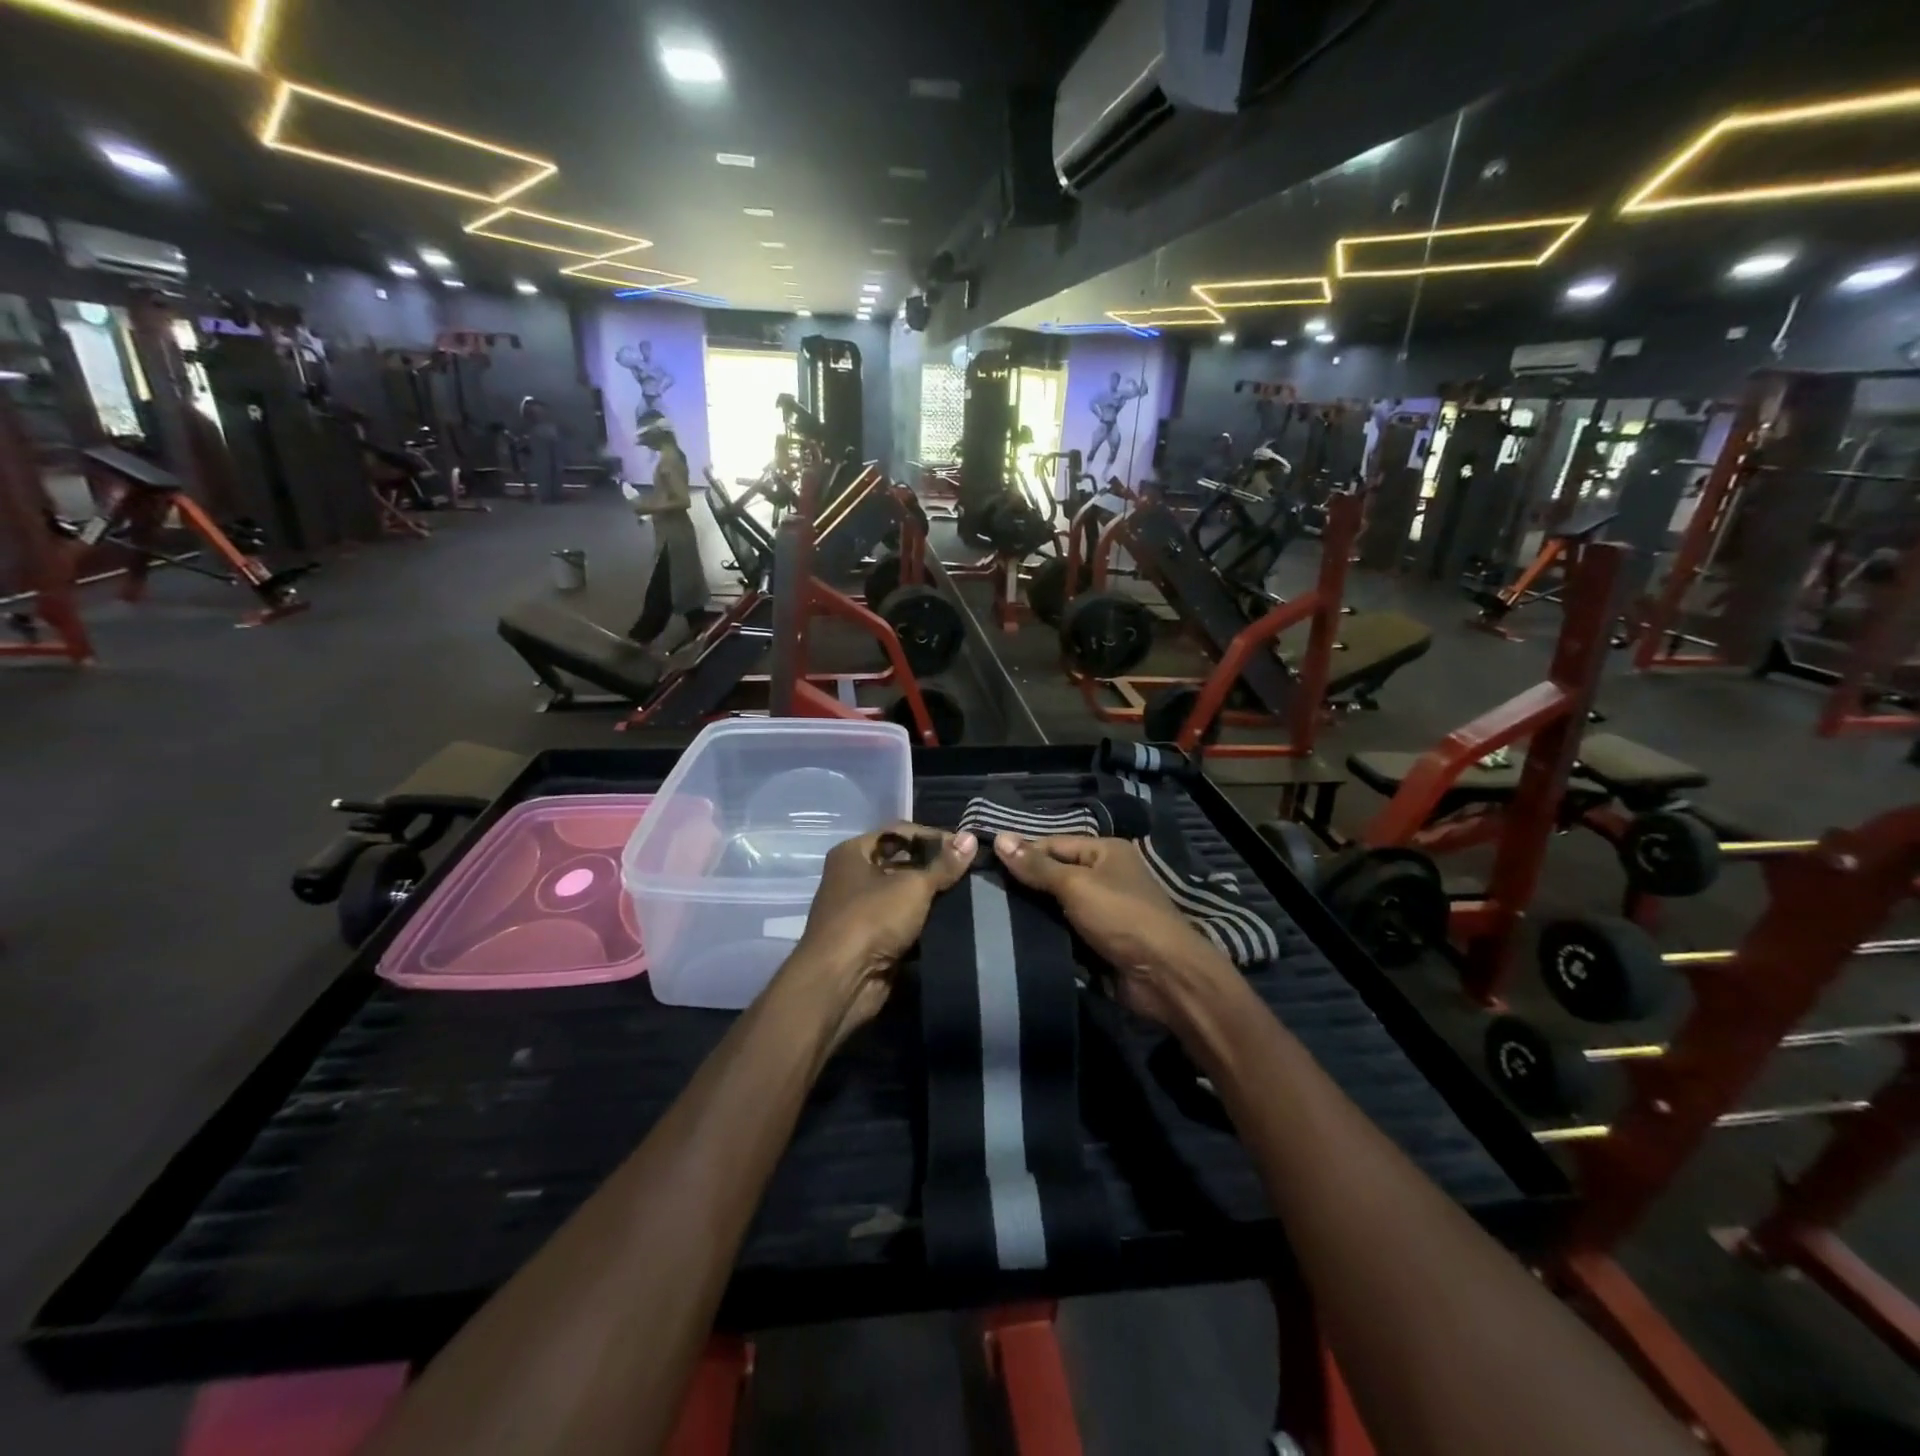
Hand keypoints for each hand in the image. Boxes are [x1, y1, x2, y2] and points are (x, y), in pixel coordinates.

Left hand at [790, 824, 975, 1042]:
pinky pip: (903, 922)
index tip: (966, 847)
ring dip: (931, 897)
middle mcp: (853, 876)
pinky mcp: (871, 939)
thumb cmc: (872, 919)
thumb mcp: (913, 886)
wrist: (842, 981)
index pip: (900, 832)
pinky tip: (953, 921)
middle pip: (901, 862)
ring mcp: (860, 910)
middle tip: (971, 871)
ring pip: (903, 895)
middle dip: (934, 868)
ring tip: (968, 894)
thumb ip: (944, 864)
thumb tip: (971, 838)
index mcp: (853, 853)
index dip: (933, 836)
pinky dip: (924, 922)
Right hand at [993, 834, 1230, 1027]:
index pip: (1053, 844)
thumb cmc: (1121, 917)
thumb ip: (1037, 866)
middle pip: (1055, 874)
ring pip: (1057, 905)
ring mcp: (1103, 910)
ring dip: (1033, 912)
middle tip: (982, 892)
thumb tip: (1000, 839)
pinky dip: (1046, 934)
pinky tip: (1015, 937)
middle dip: (1025, 884)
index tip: (985, 865)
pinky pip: (1065, 930)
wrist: (1163, 975)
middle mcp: (1105, 875)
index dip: (1022, 853)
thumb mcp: (1076, 885)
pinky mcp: (1099, 940)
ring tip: (990, 914)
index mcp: (1105, 851)